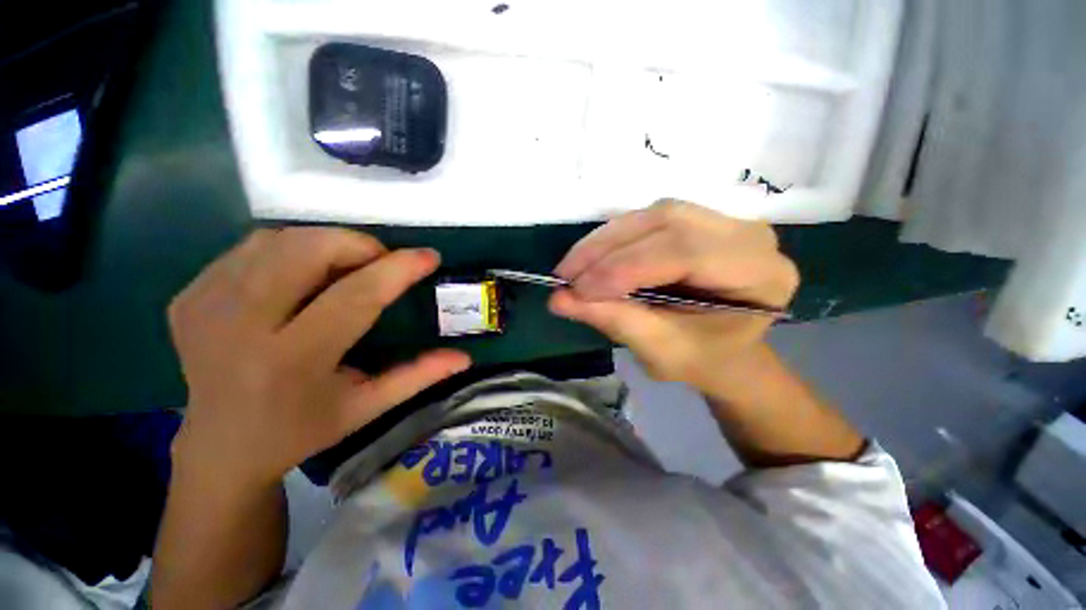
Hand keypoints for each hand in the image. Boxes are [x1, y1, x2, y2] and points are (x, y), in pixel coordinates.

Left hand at [168, 228, 469, 487]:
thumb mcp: (368, 408)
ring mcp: (204, 309)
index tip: (428, 256)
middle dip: (357, 245)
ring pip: (276, 240)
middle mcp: (240, 330)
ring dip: (325, 243)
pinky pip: (248, 249)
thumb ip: (418, 377)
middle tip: (381, 262)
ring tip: (347, 265)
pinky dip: (287, 249)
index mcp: (292, 364)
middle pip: (306, 252)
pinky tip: (302, 274)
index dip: (397, 270)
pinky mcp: (187, 298)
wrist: (220, 447)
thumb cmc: (302, 430)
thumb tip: (464, 357)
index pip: (355, 297)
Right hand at [550, 201, 797, 393]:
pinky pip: (648, 219)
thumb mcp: (660, 351)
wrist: (725, 351)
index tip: (578, 290)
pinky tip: (591, 257)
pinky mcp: (697, 221)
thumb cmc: (703, 359)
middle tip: (565, 275)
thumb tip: (559, 299)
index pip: (685, 253)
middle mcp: (749, 235)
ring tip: (572, 268)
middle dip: (606, 250)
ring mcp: (723, 221)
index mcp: (760, 273)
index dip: (625, 268)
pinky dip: (613, 238)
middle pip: (667, 222)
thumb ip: (614, 321)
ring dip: (604, 241)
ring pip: (652, 215)